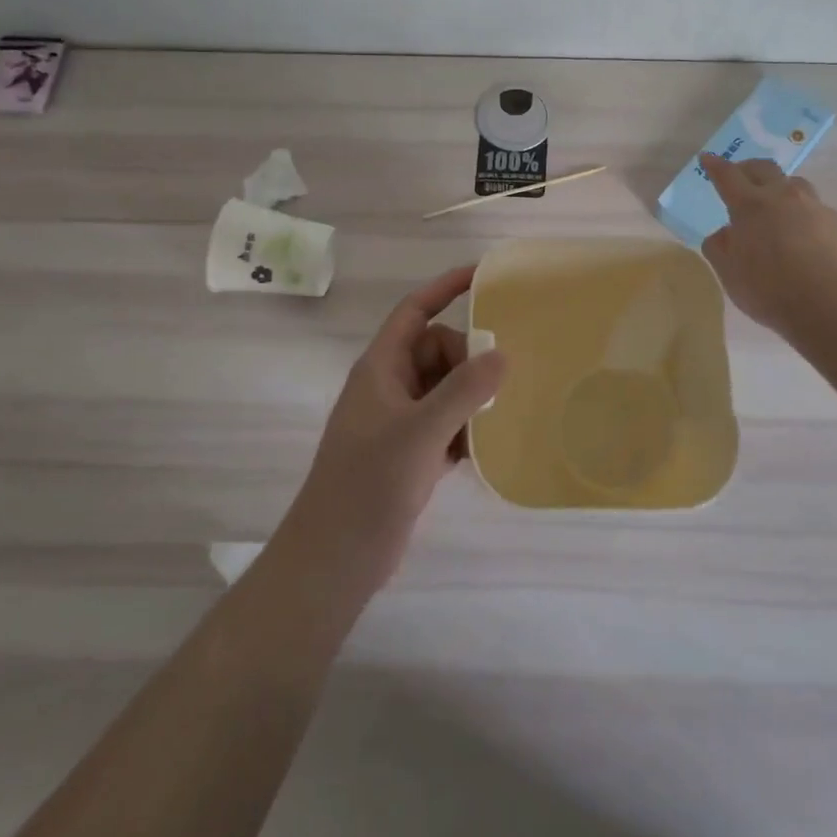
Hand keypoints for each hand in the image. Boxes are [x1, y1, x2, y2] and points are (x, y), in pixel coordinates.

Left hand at [277, 266, 505, 598]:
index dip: (445, 288)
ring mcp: (398, 420)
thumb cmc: (369, 485)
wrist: (335, 560)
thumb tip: (502, 354)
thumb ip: (463, 391)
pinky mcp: (408, 451)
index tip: (483, 276)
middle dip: (467, 362)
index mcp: (381, 367)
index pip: (414, 310)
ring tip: (489, 424)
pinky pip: (445, 421)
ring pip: (445, 387)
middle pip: (437, 349)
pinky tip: (478, 453)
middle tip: (491, 392)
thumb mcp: (421, 433)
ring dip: (469, 400)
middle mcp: (389, 386)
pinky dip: (463, 429)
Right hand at [698, 153, 836, 337]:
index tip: (707, 159)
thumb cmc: (769, 289)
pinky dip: (801, 212)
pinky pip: (814, 208)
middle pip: (763, 168)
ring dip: (779, 187)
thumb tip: (725, 232)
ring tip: (774, 206)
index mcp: (750, 205)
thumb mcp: (729, 273)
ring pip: (794, 183)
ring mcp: (813, 207)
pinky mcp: (836, 223)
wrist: (830, 306)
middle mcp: (782, 196)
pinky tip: (801, 233)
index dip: (715, 166)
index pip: (727, 176)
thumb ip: (719, 247)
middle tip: (739, 178)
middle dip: (747, 168)